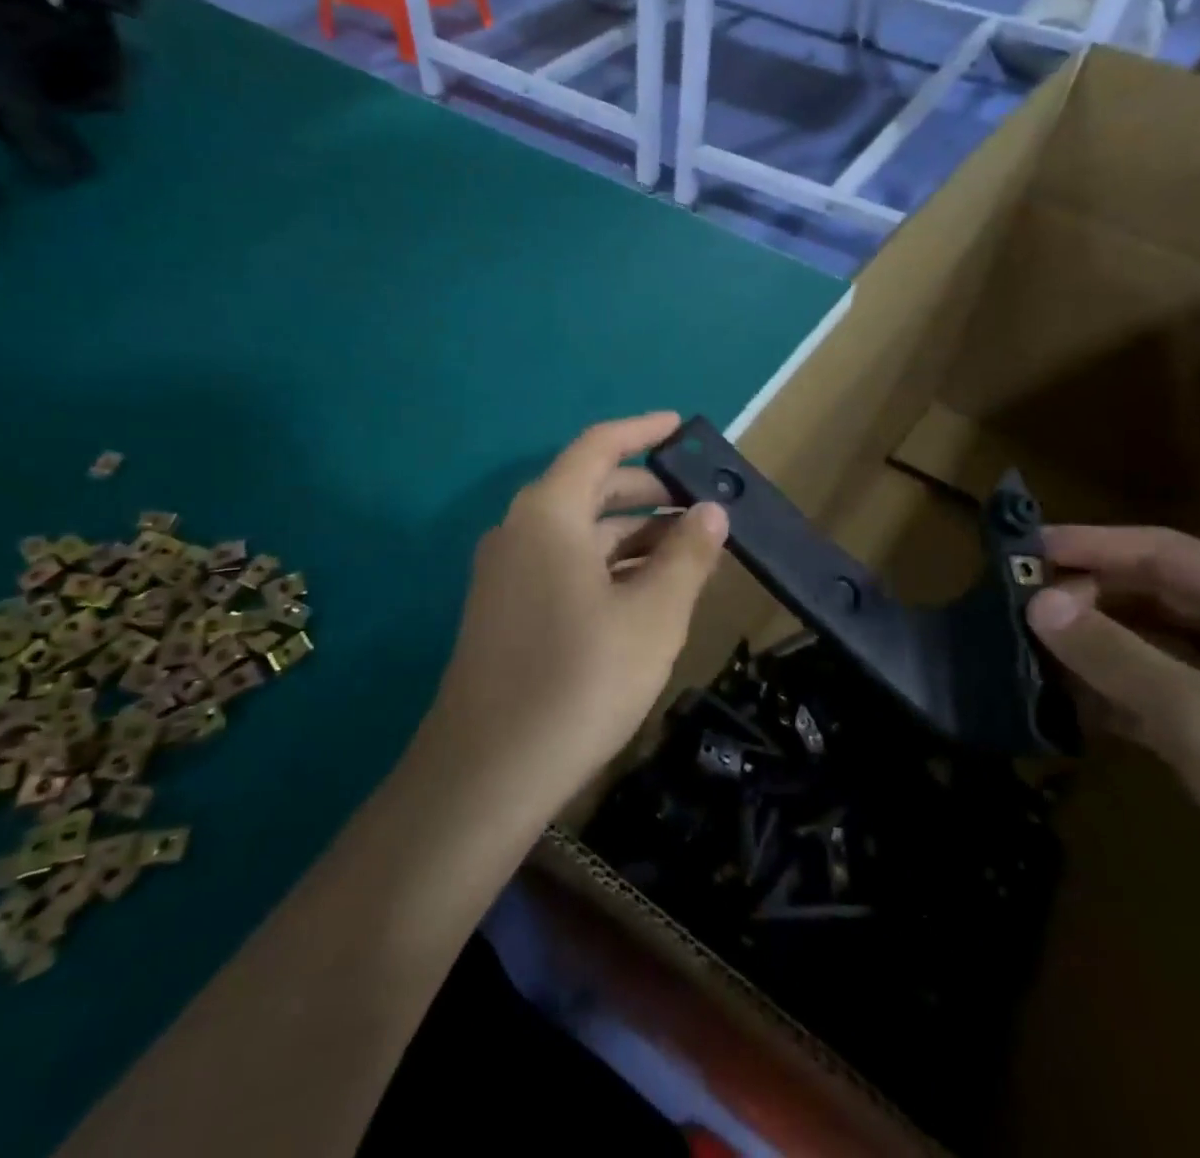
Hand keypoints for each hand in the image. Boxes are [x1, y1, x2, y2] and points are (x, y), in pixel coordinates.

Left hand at [425, 413, 728, 812]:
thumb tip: (712, 511)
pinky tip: (644, 592)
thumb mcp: (652, 615)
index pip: (599, 446)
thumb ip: (687, 555)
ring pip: (579, 532)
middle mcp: (521, 530)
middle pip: (589, 487)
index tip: (682, 428)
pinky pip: (564, 564)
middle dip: (647, 491)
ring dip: (632, 535)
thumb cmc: (580, 679)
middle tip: (701, 503)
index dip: (643, 431)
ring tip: (687, 552)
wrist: (487, 772)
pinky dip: (607, 565)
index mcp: (549, 512)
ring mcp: (507, 572)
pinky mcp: (505, 609)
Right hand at [1027, 526, 1199, 970]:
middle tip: (1014, 609)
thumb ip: (1114, 655)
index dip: (1090, 546)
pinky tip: (1062, 704)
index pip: (1161, 553)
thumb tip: (1036, 601)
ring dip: (1093, 650)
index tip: (1023, 552)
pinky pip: (1156, 699)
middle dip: (1086, 599)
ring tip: (1025, 651)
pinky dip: (1111, 697)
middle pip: (1152, 597)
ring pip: (1151, 650)